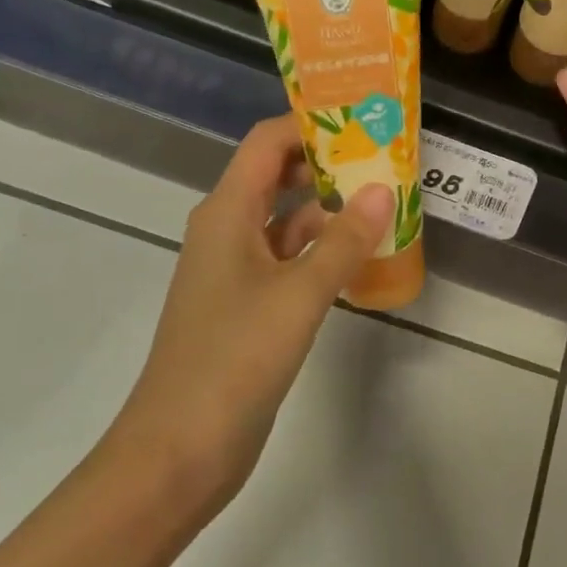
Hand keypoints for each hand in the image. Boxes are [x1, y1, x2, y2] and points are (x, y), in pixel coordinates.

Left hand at [106, 115, 392, 515]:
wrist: (180, 449)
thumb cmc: (234, 359)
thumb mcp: (299, 294)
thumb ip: (344, 241)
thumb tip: (383, 188)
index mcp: (226, 213)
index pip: (267, 143)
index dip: (310, 123)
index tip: (363, 117)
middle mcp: (227, 231)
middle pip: (277, 176)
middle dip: (328, 163)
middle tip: (386, 156)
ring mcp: (236, 271)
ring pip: (286, 220)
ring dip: (329, 209)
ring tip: (385, 199)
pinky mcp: (248, 306)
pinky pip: (289, 260)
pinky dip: (322, 251)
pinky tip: (360, 256)